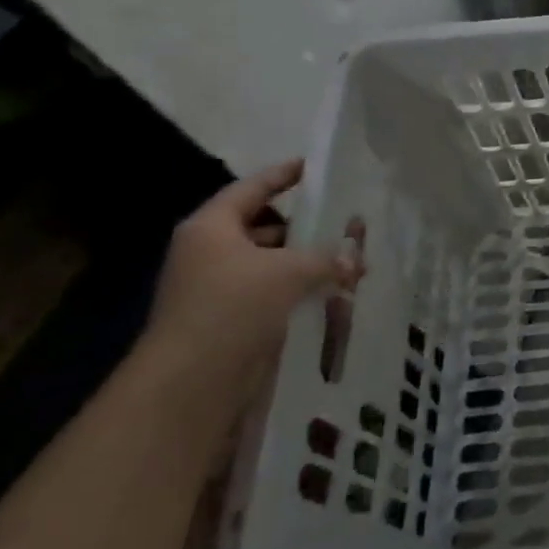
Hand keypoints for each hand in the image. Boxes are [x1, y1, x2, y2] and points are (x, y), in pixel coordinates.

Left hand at [138, 161, 358, 422]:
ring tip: (350, 263)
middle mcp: (211, 253)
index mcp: (212, 228)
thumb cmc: (232, 308)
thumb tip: (356, 258)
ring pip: (272, 263)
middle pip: (264, 226)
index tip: (312, 166)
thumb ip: (328, 258)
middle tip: (345, 223)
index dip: (282, 175)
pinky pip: (274, 293)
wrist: (192, 382)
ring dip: (308, 262)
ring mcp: (220, 288)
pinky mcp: (232, 319)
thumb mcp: (289, 272)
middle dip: (305, 227)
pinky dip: (301, 290)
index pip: (252, 189)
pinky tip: (334, 295)